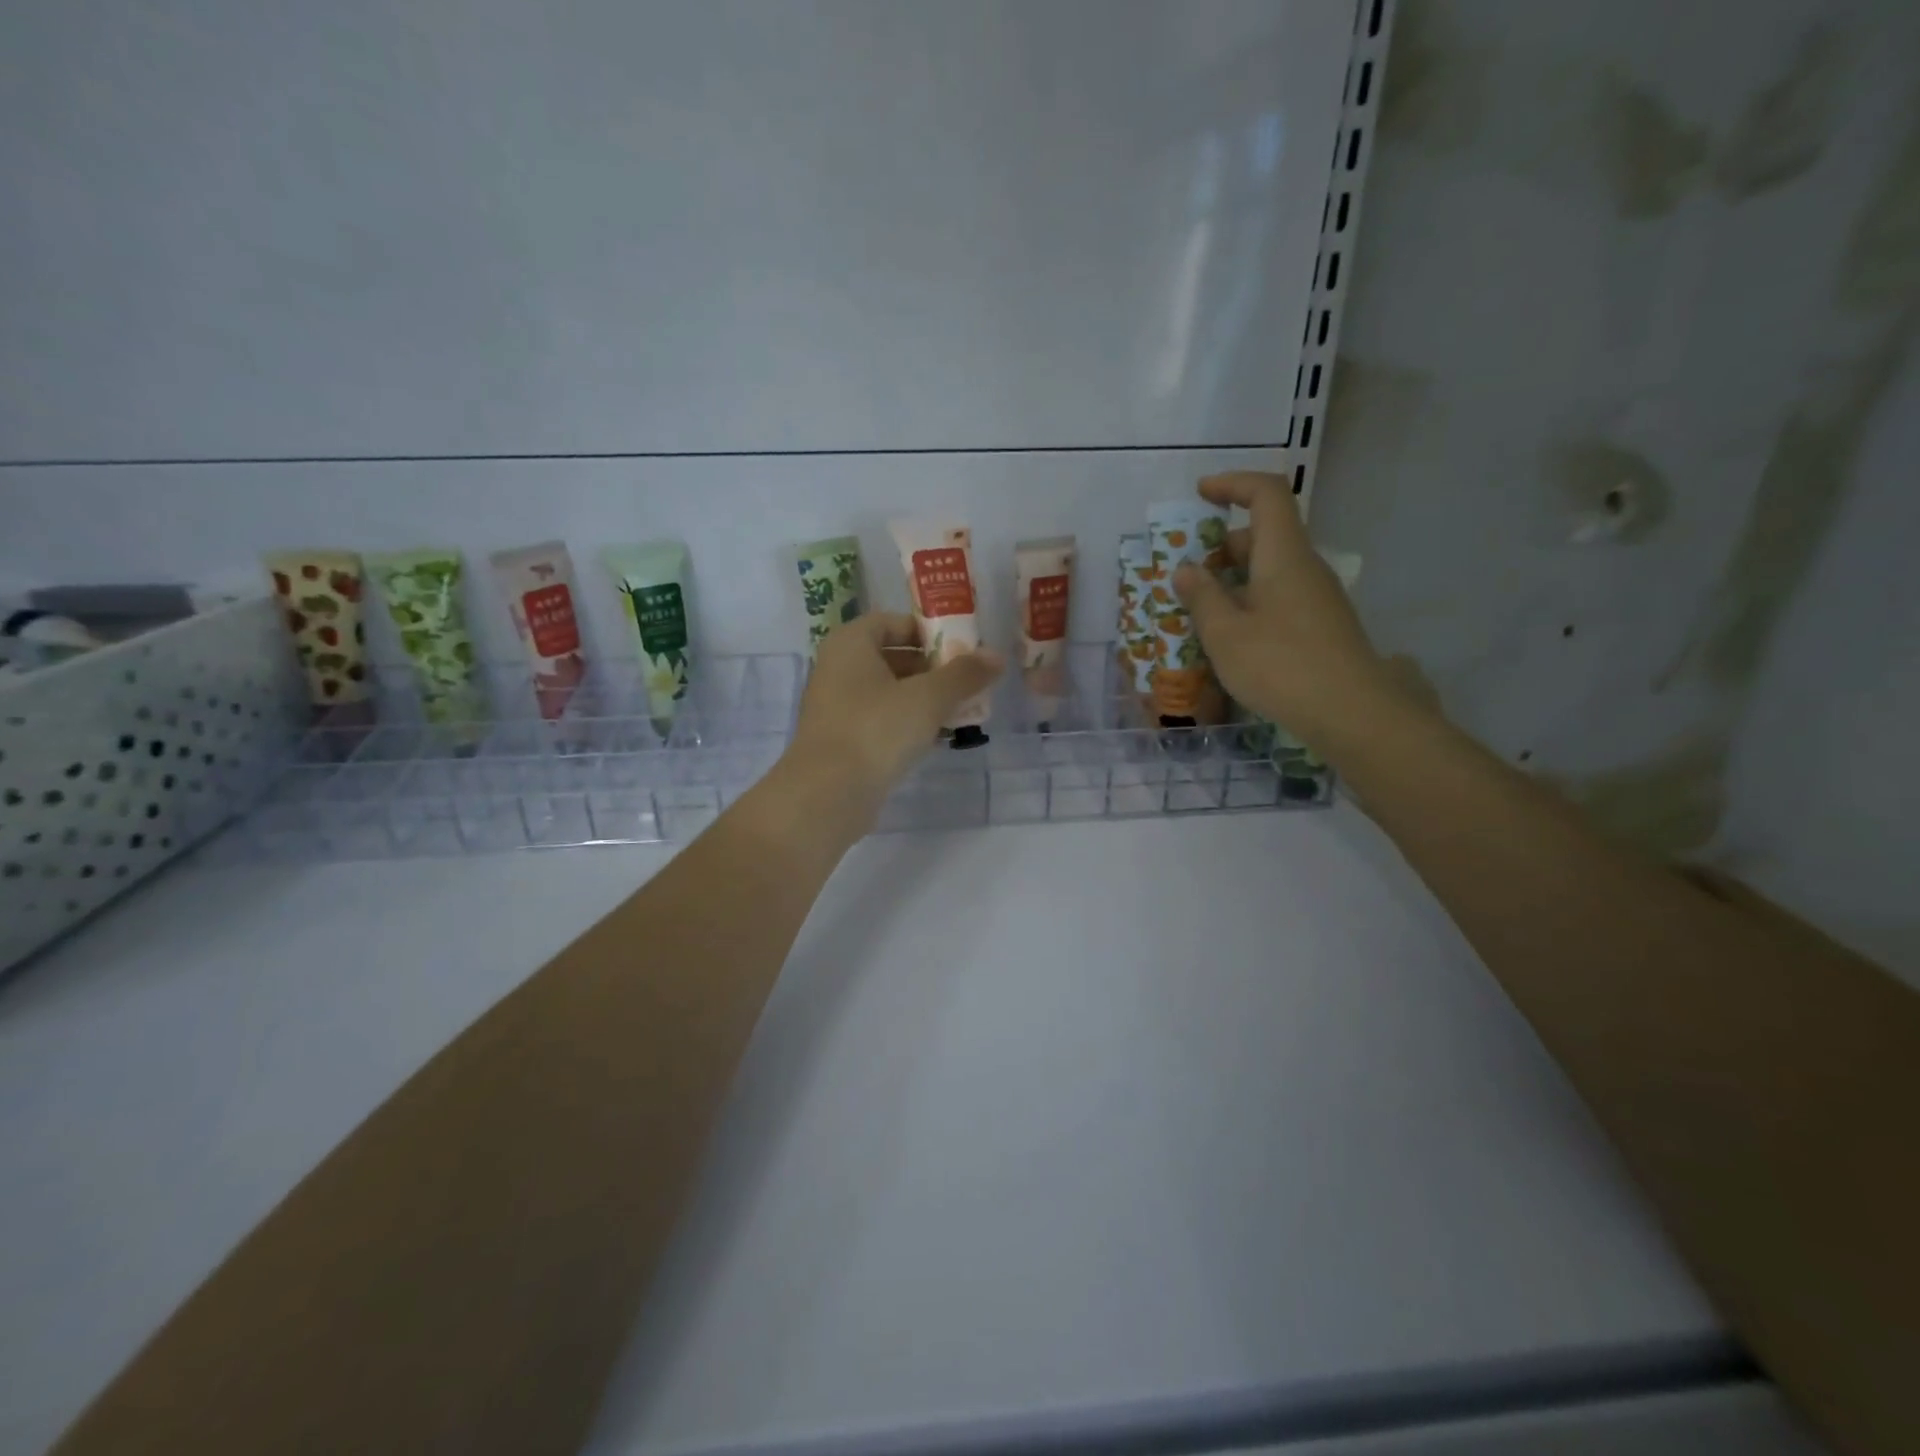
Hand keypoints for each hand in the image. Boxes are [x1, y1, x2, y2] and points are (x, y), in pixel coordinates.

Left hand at [783, 612, 1003, 819]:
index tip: (961, 649)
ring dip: (923, 700)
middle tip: (967, 683)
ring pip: (888, 692)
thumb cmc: (876, 730)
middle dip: (932, 669)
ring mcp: (836, 707)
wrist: (828, 795)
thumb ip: (964, 675)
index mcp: (851, 644)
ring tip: (960, 712)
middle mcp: (837, 668)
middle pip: (892, 657)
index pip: (893, 622)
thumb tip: (996, 656)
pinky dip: (906, 724)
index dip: (928, 632)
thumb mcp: (928, 698)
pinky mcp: (841, 740)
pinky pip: (879, 721)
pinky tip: (935, 739)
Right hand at [1172, 472, 1397, 751]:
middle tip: (1186, 573)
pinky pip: (1279, 596)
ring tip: (1199, 611)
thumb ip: (1202, 597)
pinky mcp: (1321, 625)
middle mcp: (1305, 567)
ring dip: (1233, 579)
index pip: (1266, 494)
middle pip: (1264, 534)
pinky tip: (1230, 638)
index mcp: (1283, 555)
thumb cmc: (1281, 666)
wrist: (1352, 713)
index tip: (1200, 495)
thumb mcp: (1225, 634)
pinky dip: (1249, 602)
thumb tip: (1186, 569)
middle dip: (1221, 545)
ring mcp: (1317, 597)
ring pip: (1270, 569)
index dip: (1233, 484)